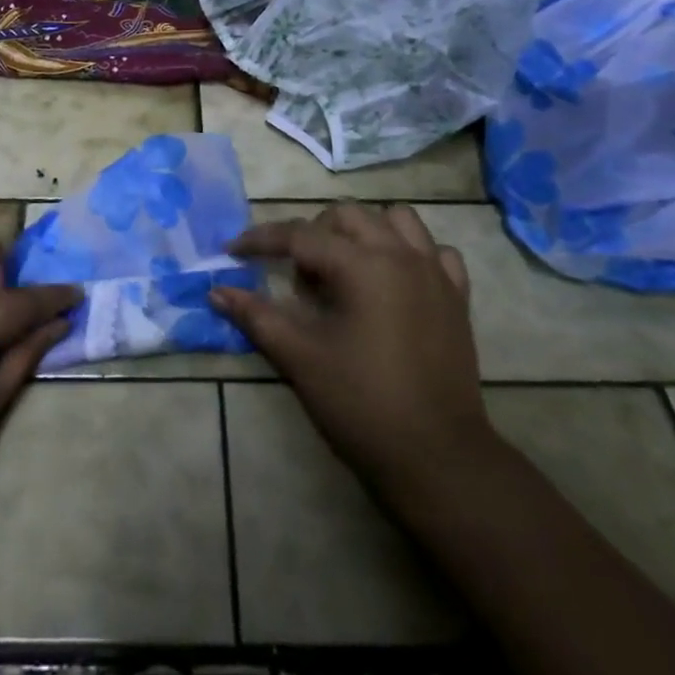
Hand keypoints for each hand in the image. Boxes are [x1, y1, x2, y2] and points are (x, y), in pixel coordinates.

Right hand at [211, 204, 490, 504]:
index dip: (261, 240)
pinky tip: (394, 281)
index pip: (300, 235)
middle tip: (295, 276)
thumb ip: (256, 316)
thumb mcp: (299, 357)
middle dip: (312, 233)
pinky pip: (435, 252)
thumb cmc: (361, 404)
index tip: (232, 252)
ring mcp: (436, 273)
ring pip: (397, 220)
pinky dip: (410, 253)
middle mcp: (401, 255)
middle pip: (347, 216)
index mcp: (362, 265)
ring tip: (344, 268)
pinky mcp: (457, 297)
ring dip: (364, 231)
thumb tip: (217, 292)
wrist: (436, 458)